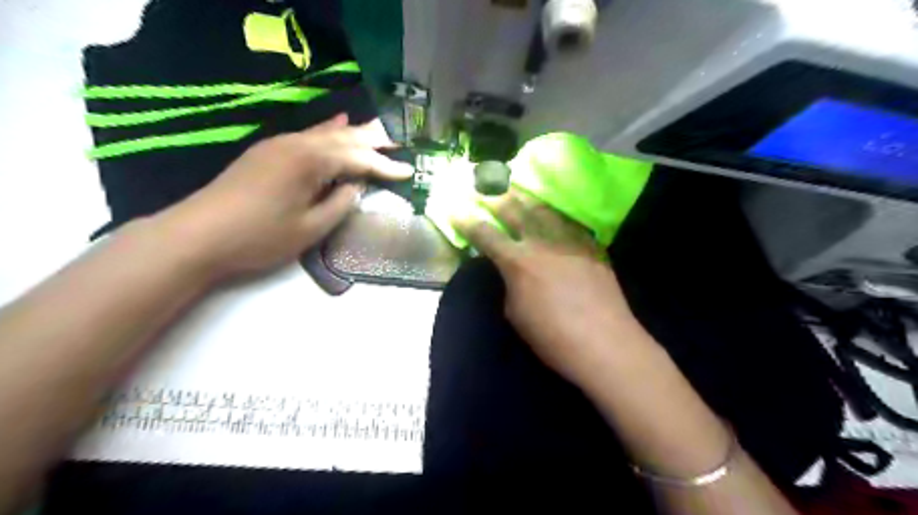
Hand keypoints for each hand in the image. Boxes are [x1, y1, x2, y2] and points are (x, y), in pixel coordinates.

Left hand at [153, 114, 407, 281]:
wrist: (197, 235)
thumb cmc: (259, 237)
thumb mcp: (310, 228)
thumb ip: (339, 204)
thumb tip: (355, 186)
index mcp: (311, 161)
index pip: (358, 159)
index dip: (385, 166)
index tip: (409, 171)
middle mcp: (297, 144)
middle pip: (345, 137)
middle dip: (374, 139)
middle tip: (401, 139)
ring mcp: (280, 145)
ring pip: (326, 134)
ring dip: (354, 133)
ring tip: (379, 130)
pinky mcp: (268, 152)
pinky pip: (308, 136)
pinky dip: (328, 132)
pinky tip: (338, 124)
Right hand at [451, 188, 644, 385]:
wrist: (605, 343)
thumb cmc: (552, 337)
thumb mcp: (515, 314)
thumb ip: (510, 286)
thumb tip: (512, 273)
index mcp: (517, 262)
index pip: (485, 235)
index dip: (468, 221)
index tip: (456, 209)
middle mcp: (541, 243)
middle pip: (515, 212)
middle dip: (497, 198)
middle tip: (486, 187)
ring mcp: (570, 241)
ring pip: (545, 211)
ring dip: (527, 198)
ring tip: (517, 189)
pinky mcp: (592, 247)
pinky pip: (571, 223)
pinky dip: (556, 215)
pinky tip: (554, 211)